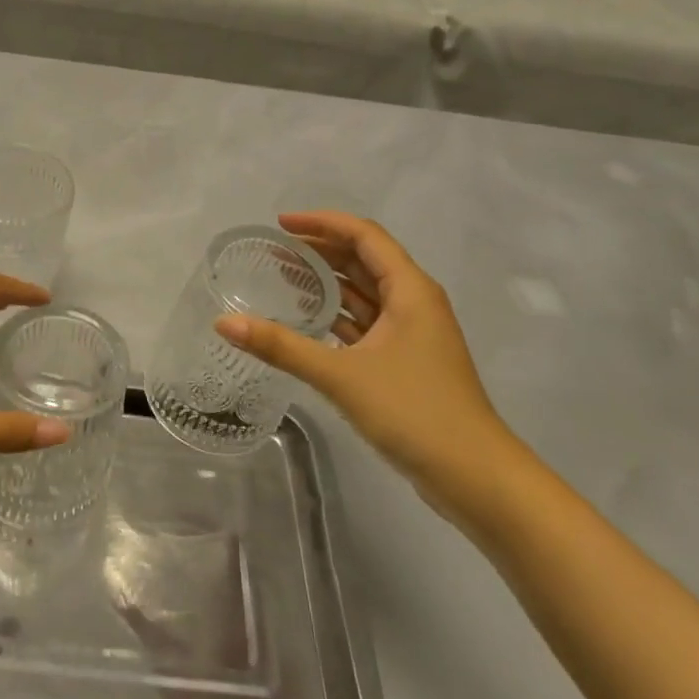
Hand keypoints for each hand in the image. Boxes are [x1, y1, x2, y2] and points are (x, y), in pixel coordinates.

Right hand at [217, 212, 535, 525]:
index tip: (280, 224)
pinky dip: (338, 316)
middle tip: (273, 252)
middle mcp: (415, 302)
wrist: (474, 475)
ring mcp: (413, 334)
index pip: (364, 236)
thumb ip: (281, 347)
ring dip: (328, 283)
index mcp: (410, 290)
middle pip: (364, 260)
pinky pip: (367, 323)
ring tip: (282, 279)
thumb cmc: (413, 411)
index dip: (322, 223)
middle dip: (321, 251)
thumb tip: (224, 323)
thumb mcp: (341, 375)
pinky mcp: (407, 361)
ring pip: (366, 294)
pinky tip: (308, 323)